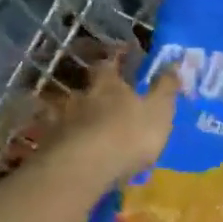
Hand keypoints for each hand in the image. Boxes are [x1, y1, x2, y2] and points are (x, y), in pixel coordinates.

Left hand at [47, 52, 179, 190]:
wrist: (83, 168)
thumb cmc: (129, 135)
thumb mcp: (159, 111)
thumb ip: (166, 88)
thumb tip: (173, 63)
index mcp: (108, 85)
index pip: (109, 63)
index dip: (116, 57)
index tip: (123, 53)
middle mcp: (80, 97)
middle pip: (86, 88)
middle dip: (95, 91)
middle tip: (105, 99)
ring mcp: (60, 121)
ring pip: (68, 112)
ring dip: (77, 117)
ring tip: (87, 129)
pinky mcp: (48, 146)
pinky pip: (56, 138)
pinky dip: (62, 140)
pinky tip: (69, 150)